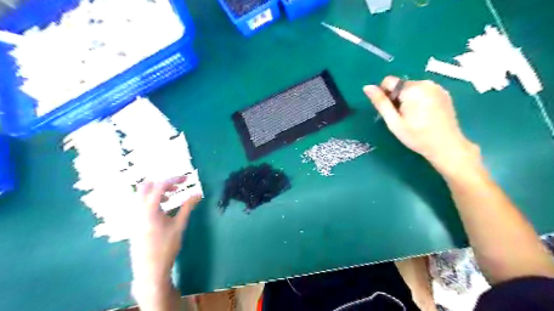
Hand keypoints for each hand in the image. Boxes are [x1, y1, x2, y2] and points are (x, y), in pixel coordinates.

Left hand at [130, 177, 201, 289]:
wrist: (150, 269)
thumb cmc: (166, 246)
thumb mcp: (179, 225)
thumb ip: (187, 207)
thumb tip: (197, 193)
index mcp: (149, 209)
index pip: (160, 185)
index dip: (174, 179)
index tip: (187, 179)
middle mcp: (138, 209)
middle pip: (146, 186)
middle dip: (162, 182)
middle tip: (177, 186)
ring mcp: (134, 216)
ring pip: (142, 195)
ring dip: (157, 191)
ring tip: (172, 196)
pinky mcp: (134, 222)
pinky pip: (141, 203)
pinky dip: (153, 199)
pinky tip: (164, 207)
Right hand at [364, 76, 480, 171]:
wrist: (446, 146)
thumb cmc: (416, 136)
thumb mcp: (394, 122)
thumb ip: (380, 103)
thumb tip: (367, 87)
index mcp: (412, 89)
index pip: (388, 81)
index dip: (385, 95)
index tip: (391, 111)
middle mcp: (425, 83)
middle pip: (401, 85)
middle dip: (397, 98)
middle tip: (402, 117)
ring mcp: (437, 87)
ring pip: (412, 88)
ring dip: (408, 99)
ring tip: (414, 117)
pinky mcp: (444, 93)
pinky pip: (424, 91)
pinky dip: (420, 99)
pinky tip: (424, 114)